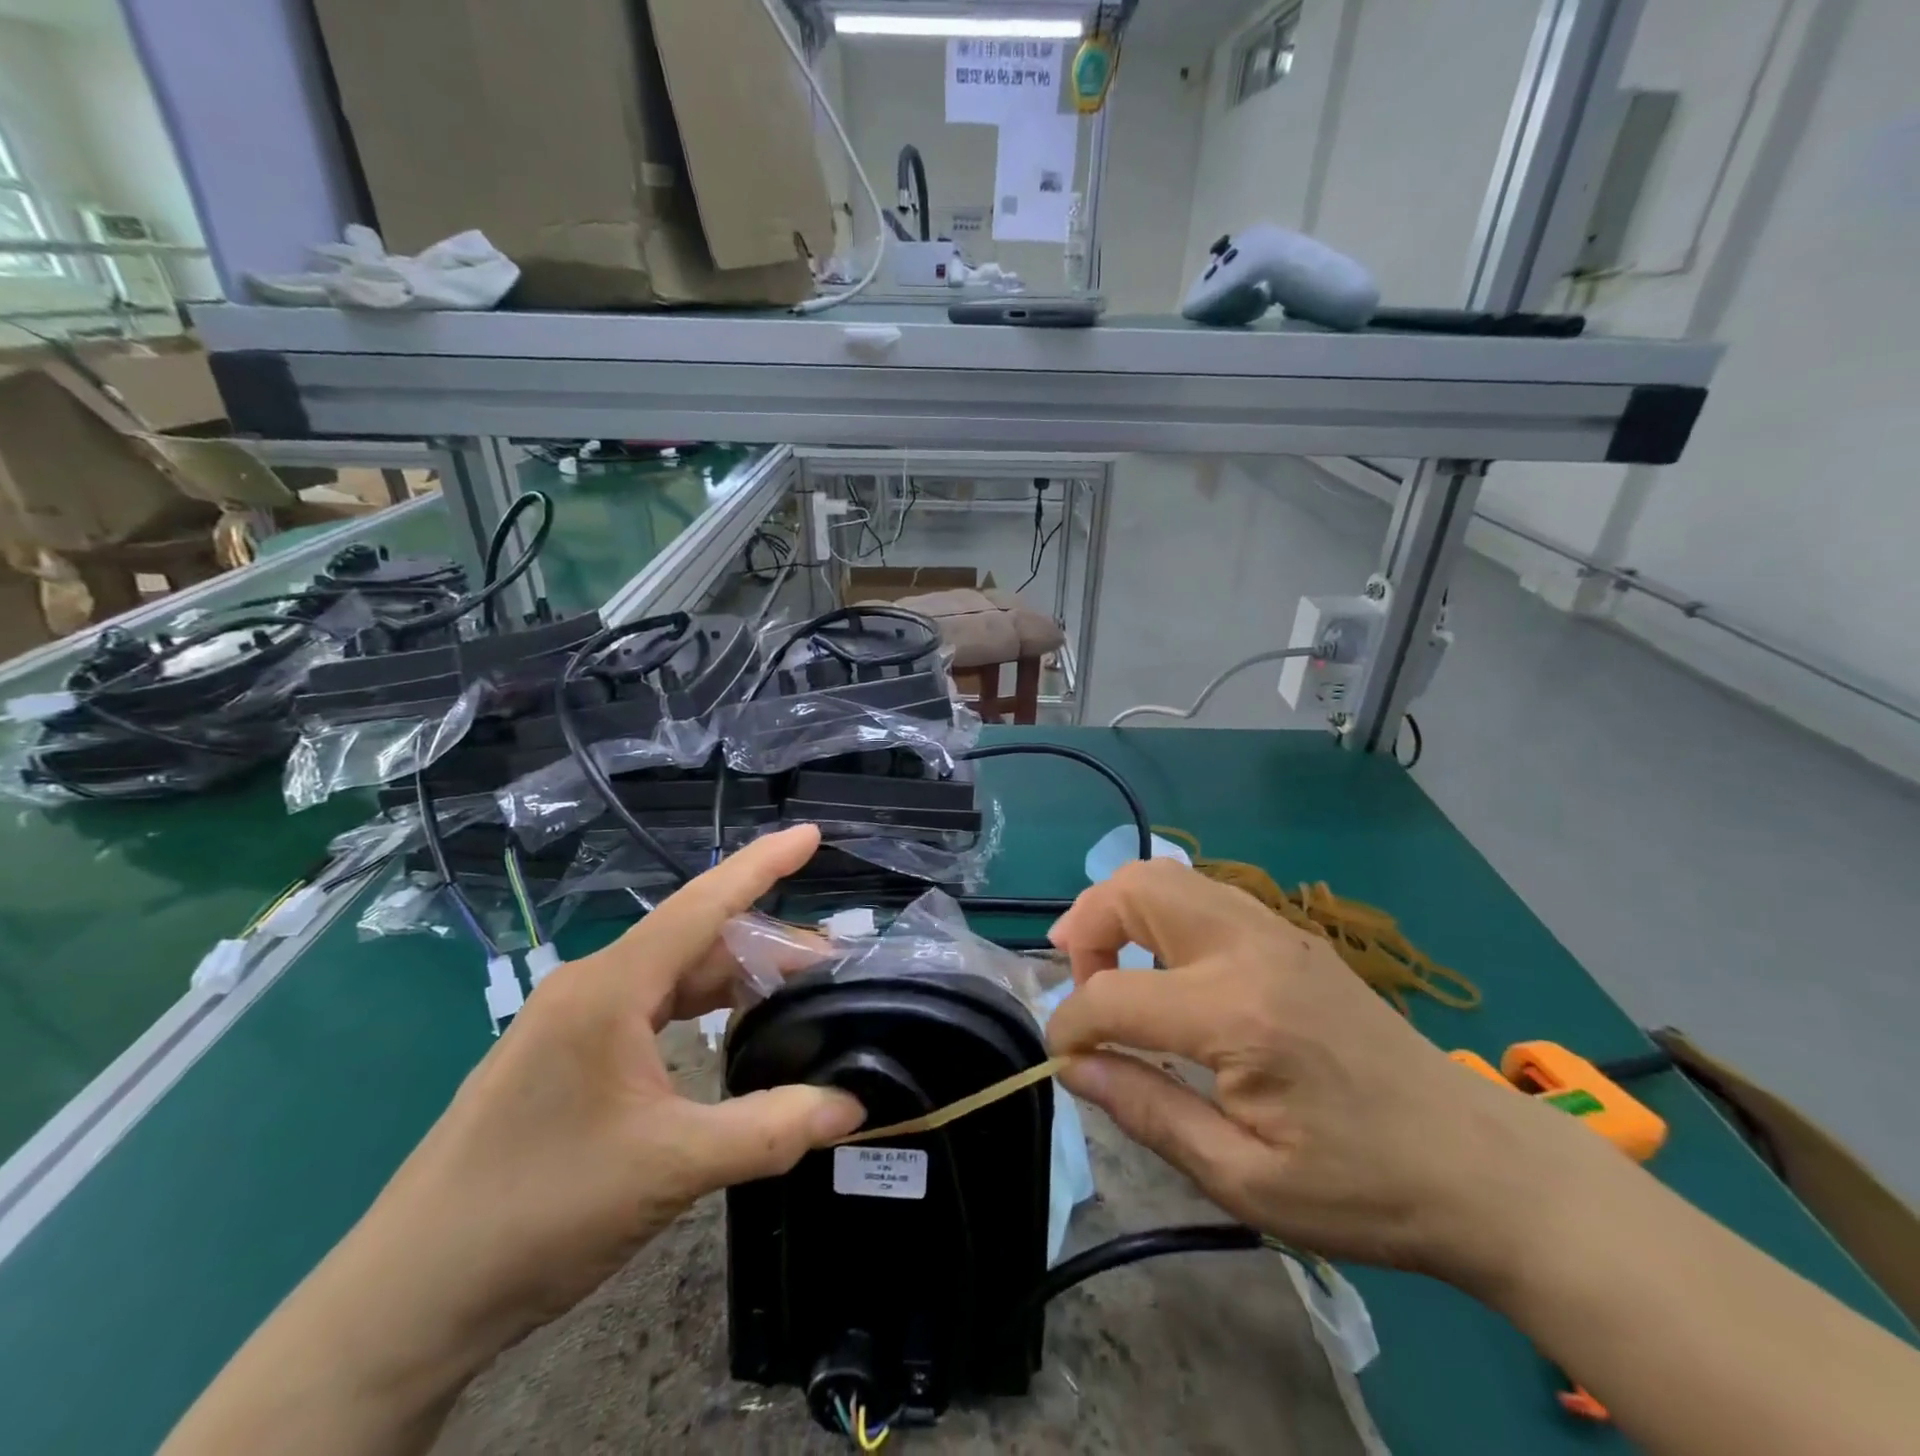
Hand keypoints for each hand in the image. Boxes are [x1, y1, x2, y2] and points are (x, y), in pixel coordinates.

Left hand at [336, 825, 865, 1355]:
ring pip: (670, 977)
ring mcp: (569, 1022)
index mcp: (610, 989)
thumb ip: (772, 1129)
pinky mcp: (561, 1058)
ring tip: (791, 998)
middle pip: (695, 942)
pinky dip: (697, 1011)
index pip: (702, 905)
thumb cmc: (539, 1211)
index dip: (762, 864)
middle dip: (765, 946)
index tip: (811, 834)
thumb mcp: (672, 1168)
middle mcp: (589, 987)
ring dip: (732, 982)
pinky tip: (726, 1034)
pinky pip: (647, 1010)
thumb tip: (853, 1104)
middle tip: (829, 969)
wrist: (406, 1301)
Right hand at [1045, 861, 1618, 1290]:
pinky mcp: (1291, 932)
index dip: (1071, 1025)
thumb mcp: (1244, 1179)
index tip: (1063, 1059)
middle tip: (1078, 981)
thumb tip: (1074, 1067)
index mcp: (1236, 1015)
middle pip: (1135, 888)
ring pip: (1167, 874)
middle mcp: (1250, 947)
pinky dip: (1161, 911)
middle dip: (1085, 926)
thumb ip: (1147, 1112)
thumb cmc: (1362, 1187)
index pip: (1113, 995)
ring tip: (1110, 964)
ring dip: (1120, 909)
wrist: (1481, 1163)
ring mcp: (1275, 929)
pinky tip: (1167, 962)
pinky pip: (1202, 890)